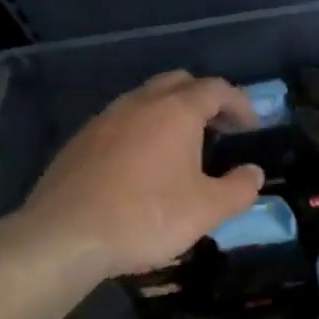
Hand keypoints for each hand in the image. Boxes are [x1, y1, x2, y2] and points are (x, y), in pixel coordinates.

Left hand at [18, 71, 264, 277]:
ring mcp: (104, 119)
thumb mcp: (208, 209)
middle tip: (219, 128)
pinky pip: (121, 121)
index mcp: (175, 111)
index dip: (240, 103)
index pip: (216, 89)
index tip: (251, 126)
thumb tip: (253, 173)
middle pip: (179, 82)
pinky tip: (142, 165)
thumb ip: (239, 188)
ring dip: (170, 113)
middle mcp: (139, 103)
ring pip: (145, 99)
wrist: (65, 236)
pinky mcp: (80, 141)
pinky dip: (141, 130)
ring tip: (182, 147)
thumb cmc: (147, 217)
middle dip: (204, 98)